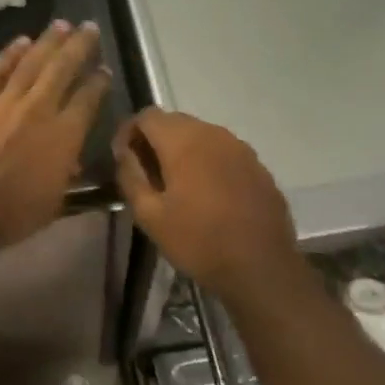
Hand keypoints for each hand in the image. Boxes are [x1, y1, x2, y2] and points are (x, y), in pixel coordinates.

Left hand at [0, 22, 109, 251]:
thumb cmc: (14, 214)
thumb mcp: (55, 200)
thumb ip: (66, 172)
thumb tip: (70, 158)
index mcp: (64, 135)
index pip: (88, 99)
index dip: (99, 82)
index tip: (105, 69)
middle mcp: (39, 110)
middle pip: (63, 69)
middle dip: (79, 46)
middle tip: (89, 27)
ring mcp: (6, 104)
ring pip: (31, 63)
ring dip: (48, 42)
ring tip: (61, 24)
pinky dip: (9, 55)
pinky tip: (21, 42)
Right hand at [113, 109, 300, 300]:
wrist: (261, 268)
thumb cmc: (198, 242)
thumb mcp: (150, 215)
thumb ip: (130, 176)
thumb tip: (124, 152)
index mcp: (184, 142)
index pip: (147, 115)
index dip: (128, 131)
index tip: (122, 158)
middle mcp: (213, 134)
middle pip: (175, 121)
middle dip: (154, 139)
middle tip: (145, 172)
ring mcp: (240, 148)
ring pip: (201, 134)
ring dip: (181, 149)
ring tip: (174, 183)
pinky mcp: (257, 165)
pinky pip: (223, 151)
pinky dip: (206, 161)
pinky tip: (206, 192)